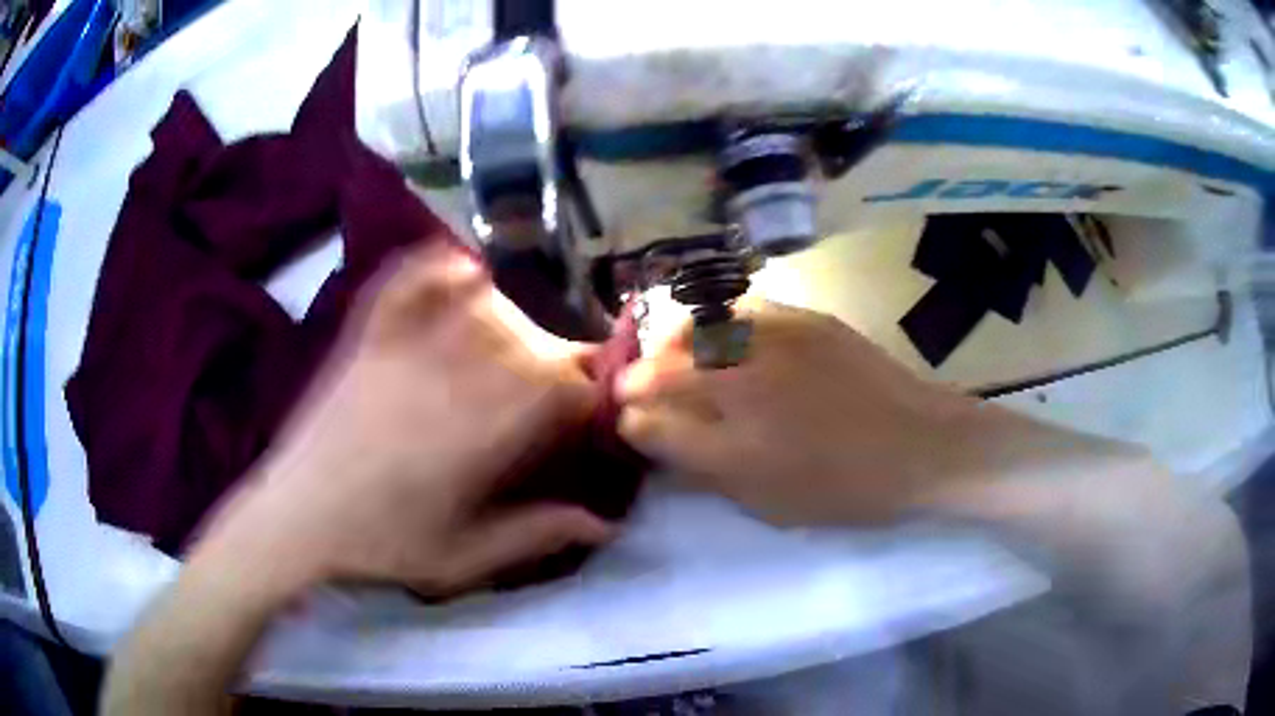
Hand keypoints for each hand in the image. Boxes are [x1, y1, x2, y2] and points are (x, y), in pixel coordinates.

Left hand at [195, 242, 612, 598]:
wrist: (295, 517)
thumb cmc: (380, 543)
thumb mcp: (463, 557)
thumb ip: (536, 535)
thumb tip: (606, 524)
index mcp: (479, 432)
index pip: (560, 388)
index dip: (587, 395)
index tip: (585, 416)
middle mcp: (450, 376)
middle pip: (528, 344)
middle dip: (554, 364)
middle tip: (551, 393)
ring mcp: (404, 347)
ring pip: (481, 310)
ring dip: (511, 323)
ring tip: (514, 349)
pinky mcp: (368, 337)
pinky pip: (408, 282)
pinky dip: (437, 268)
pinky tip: (460, 268)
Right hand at [618, 301, 1069, 525]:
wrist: (923, 445)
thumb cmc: (845, 486)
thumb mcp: (765, 498)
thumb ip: (699, 463)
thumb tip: (649, 430)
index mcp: (733, 429)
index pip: (650, 415)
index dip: (629, 416)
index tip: (627, 419)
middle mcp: (744, 373)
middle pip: (663, 363)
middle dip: (640, 376)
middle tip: (640, 389)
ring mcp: (775, 336)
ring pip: (697, 327)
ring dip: (673, 344)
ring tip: (676, 360)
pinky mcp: (804, 318)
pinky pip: (740, 310)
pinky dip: (717, 324)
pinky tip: (726, 340)